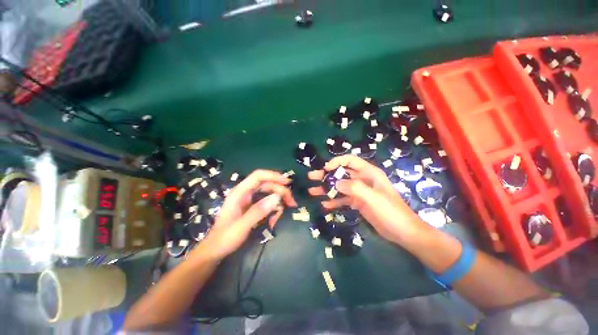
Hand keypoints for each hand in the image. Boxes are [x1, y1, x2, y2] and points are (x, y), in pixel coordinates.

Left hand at [199, 170, 296, 260]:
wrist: (216, 250)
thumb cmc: (225, 238)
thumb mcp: (241, 227)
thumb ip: (258, 211)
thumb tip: (277, 197)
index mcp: (240, 192)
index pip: (258, 176)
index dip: (274, 176)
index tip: (287, 183)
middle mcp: (246, 192)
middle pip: (268, 185)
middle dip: (281, 192)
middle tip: (292, 203)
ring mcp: (250, 199)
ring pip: (270, 194)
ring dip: (278, 203)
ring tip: (277, 219)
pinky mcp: (253, 206)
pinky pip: (268, 203)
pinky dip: (274, 210)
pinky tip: (272, 221)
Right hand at [307, 155, 426, 244]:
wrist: (403, 232)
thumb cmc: (391, 211)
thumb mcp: (373, 198)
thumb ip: (354, 188)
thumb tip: (335, 183)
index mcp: (369, 173)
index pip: (350, 161)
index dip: (337, 162)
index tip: (325, 169)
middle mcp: (363, 180)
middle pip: (341, 174)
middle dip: (326, 175)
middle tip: (311, 178)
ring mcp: (360, 192)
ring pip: (340, 187)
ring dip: (327, 189)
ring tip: (313, 192)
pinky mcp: (358, 203)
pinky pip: (343, 199)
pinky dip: (334, 201)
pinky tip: (324, 204)